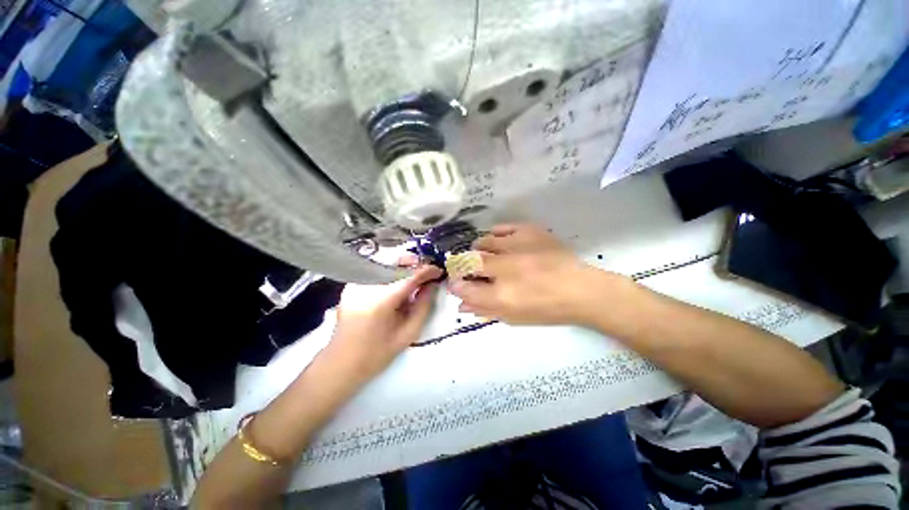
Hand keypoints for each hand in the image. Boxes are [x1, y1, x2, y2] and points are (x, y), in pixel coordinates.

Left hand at [325, 265, 442, 384]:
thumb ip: (423, 306)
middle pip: (395, 263)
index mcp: (380, 301)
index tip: (439, 271)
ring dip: (404, 267)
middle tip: (428, 272)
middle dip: (415, 264)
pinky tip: (399, 283)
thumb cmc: (377, 353)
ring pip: (386, 264)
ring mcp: (356, 283)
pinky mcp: (352, 285)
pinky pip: (376, 271)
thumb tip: (432, 285)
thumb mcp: (408, 333)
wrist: (341, 363)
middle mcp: (366, 286)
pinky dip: (392, 273)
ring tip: (416, 277)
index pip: (409, 277)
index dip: (426, 271)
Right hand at [449, 224, 625, 325]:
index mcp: (502, 295)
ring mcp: (517, 246)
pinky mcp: (529, 231)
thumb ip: (484, 310)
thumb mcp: (513, 317)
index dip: (456, 284)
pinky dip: (495, 234)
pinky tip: (499, 242)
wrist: (581, 289)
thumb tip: (461, 304)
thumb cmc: (547, 309)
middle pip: (470, 261)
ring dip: (479, 250)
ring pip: (483, 242)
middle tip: (471, 269)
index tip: (456, 283)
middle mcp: (505, 268)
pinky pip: (502, 227)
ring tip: (487, 255)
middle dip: (463, 265)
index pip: (464, 287)